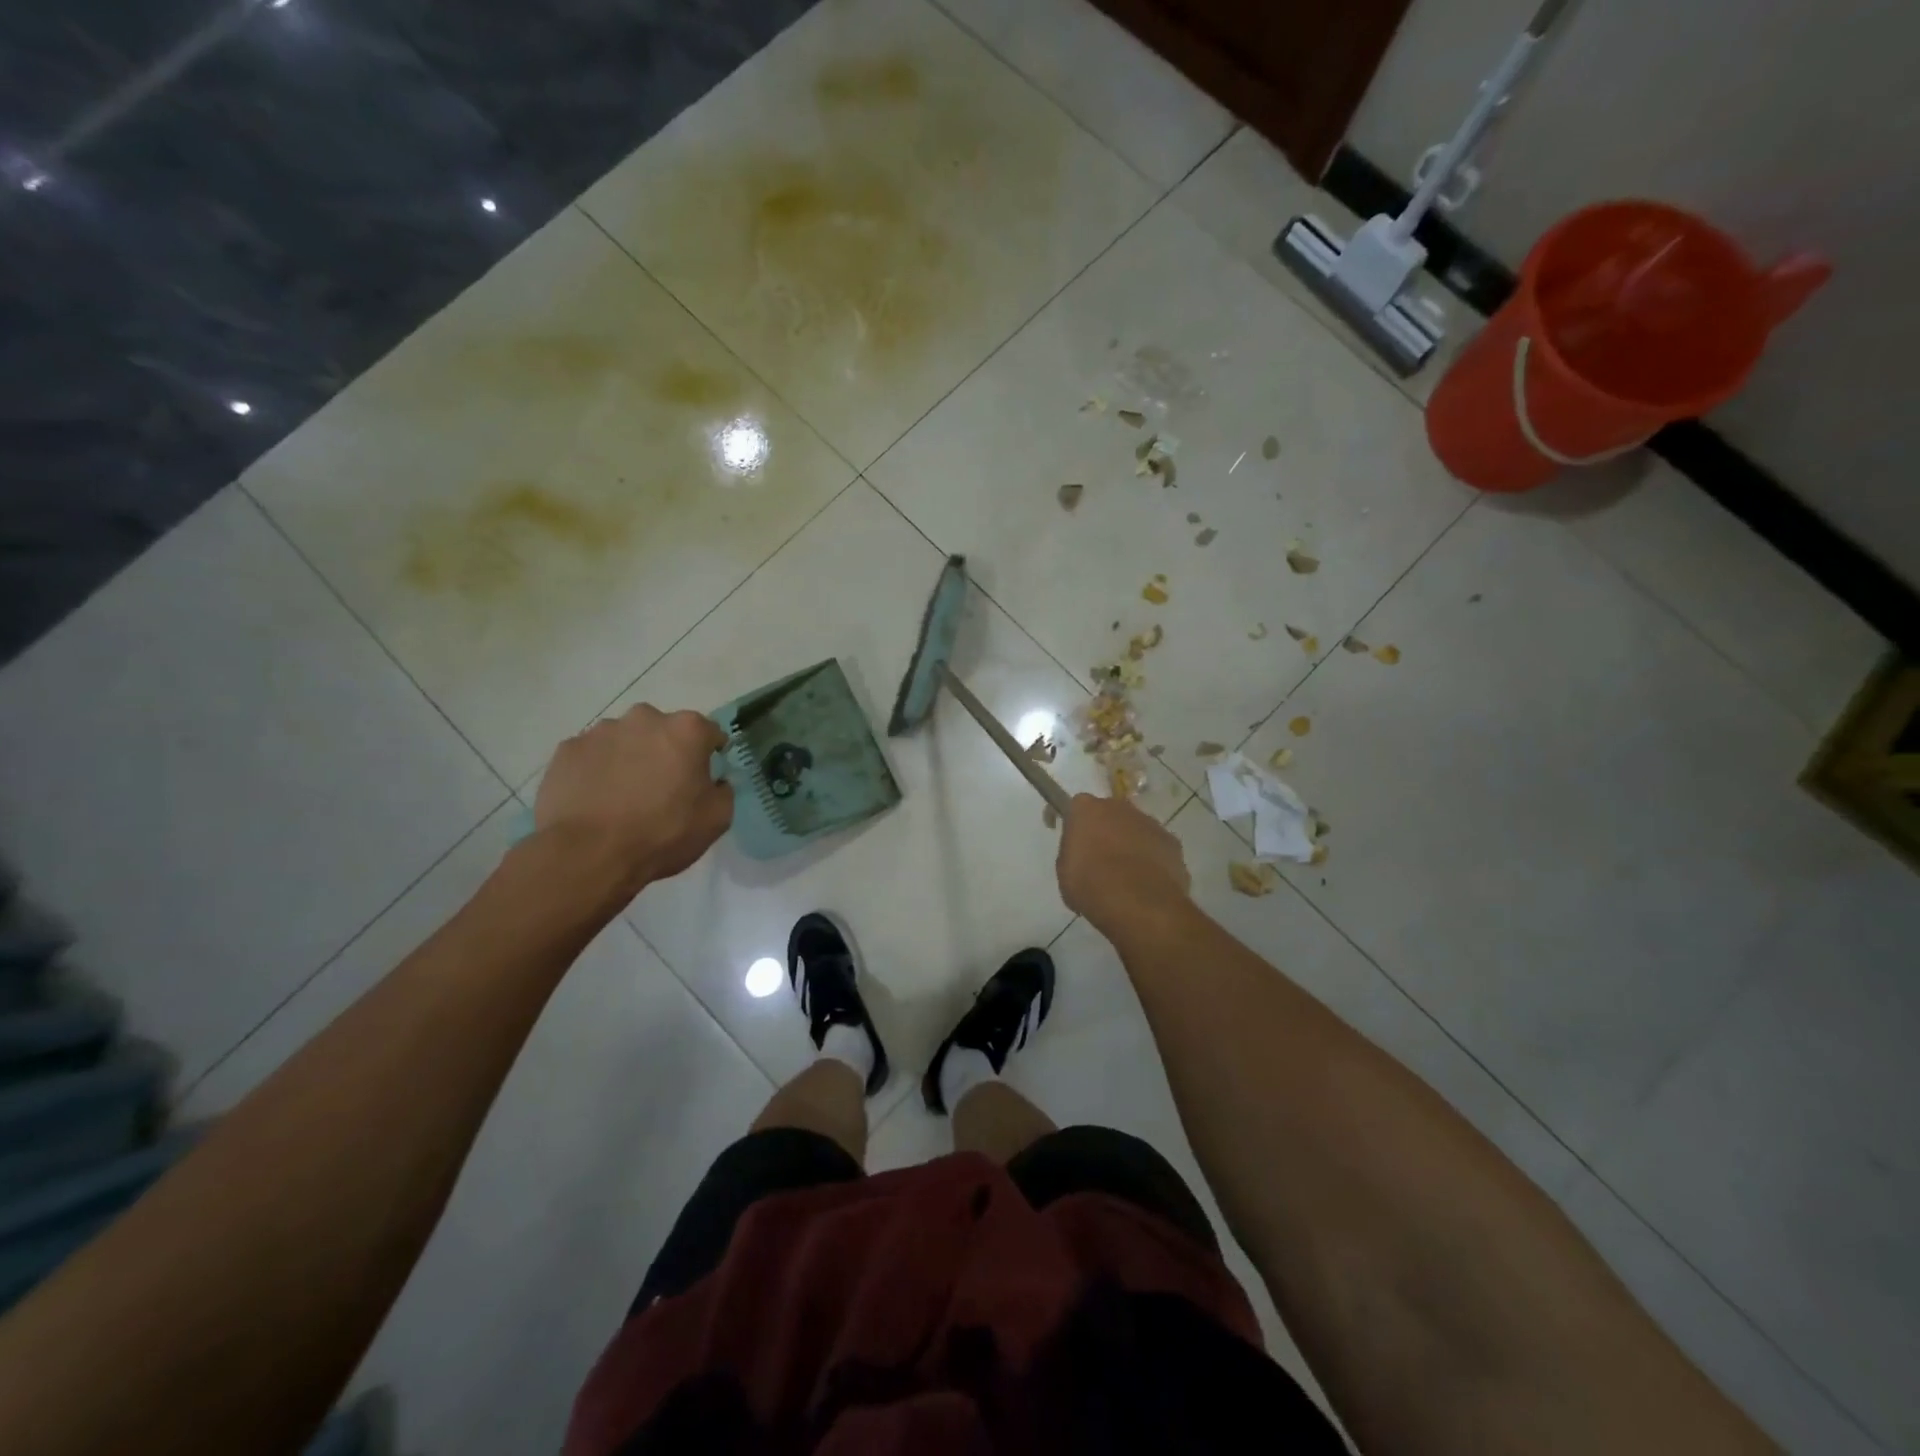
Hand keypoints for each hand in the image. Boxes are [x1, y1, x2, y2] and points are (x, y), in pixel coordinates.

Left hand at [535, 704, 732, 889]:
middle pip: (663, 731)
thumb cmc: (663, 833)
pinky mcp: (567, 750)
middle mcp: (644, 718)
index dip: (710, 755)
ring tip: (623, 797)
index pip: (710, 733)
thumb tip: (715, 781)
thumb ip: (723, 790)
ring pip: (625, 740)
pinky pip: (591, 756)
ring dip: (630, 758)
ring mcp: (600, 731)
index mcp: (686, 730)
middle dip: (666, 751)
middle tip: (662, 787)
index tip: (704, 778)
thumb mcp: (717, 819)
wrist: (589, 854)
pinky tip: (596, 800)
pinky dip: (597, 770)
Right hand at [1056, 793, 1190, 936]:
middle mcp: (1119, 807)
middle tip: (1099, 860)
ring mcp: (1150, 822)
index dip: (1073, 823)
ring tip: (1126, 876)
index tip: (1071, 841)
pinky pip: (1156, 848)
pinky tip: (1147, 884)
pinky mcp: (1172, 842)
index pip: (1075, 807)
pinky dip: (1152, 861)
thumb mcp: (1065, 872)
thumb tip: (1084, 854)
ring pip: (1136, 829)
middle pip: (1109, 814)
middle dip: (1104, 831)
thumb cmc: (1090, 885)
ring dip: (1130, 845)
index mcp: (1086, 809)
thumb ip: (1073, 853)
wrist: (1139, 903)